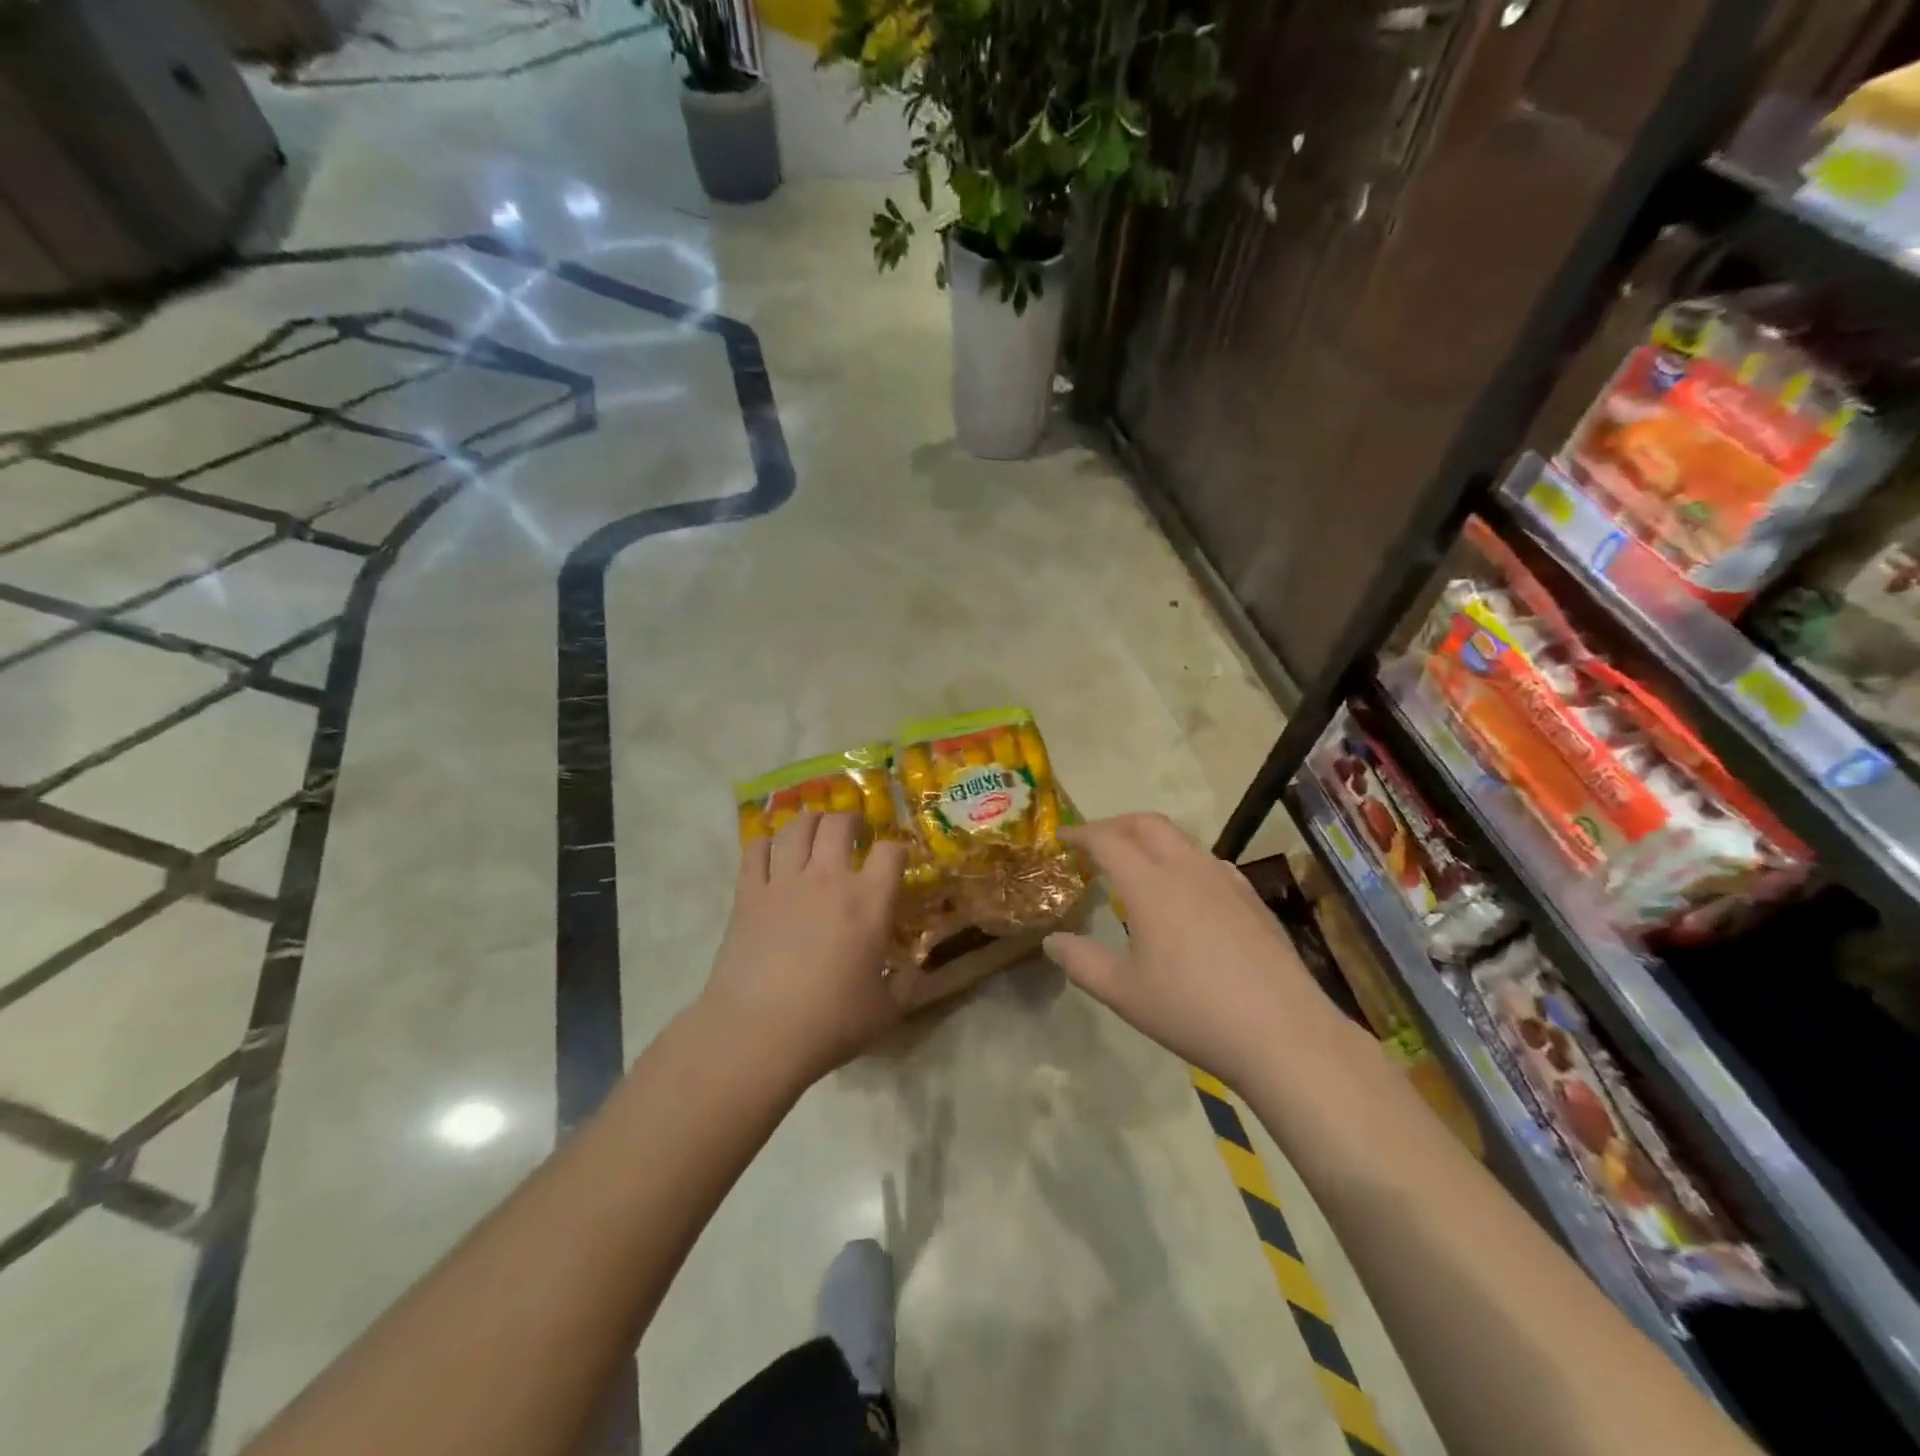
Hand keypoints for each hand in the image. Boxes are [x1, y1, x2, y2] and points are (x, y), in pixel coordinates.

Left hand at [701, 813, 907, 1086]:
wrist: (759, 1033)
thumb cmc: (830, 1023)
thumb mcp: (886, 1010)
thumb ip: (907, 984)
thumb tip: (914, 971)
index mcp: (869, 901)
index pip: (891, 851)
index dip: (897, 848)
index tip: (896, 859)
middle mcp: (828, 878)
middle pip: (839, 823)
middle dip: (850, 819)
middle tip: (853, 830)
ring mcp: (784, 882)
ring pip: (797, 828)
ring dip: (810, 821)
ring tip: (814, 830)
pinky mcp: (748, 894)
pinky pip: (756, 850)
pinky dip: (766, 843)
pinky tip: (772, 852)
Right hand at [1043, 813, 1318, 1088]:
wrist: (1283, 1033)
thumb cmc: (1193, 1011)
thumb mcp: (1124, 993)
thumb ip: (1081, 962)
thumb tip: (1052, 941)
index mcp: (1150, 885)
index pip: (1107, 841)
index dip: (1081, 834)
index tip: (1062, 837)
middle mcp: (1187, 869)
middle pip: (1147, 824)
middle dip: (1115, 824)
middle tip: (1094, 842)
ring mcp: (1225, 880)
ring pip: (1181, 839)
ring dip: (1149, 838)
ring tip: (1134, 862)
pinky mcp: (1251, 898)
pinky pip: (1207, 860)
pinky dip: (1181, 858)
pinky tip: (1183, 889)